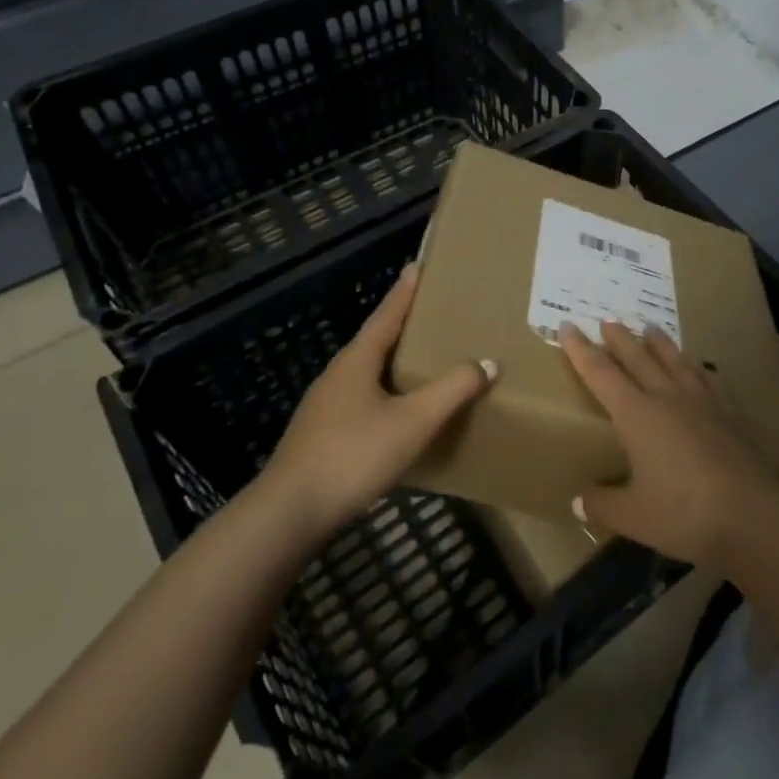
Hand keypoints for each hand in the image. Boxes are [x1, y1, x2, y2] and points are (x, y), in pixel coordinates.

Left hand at [261, 264, 495, 538]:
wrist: (290, 513)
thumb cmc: (353, 455)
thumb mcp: (413, 421)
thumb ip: (452, 390)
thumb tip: (487, 362)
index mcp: (357, 361)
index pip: (387, 314)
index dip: (405, 291)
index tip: (418, 265)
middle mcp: (339, 375)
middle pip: (376, 340)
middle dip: (403, 325)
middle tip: (434, 313)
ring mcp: (326, 405)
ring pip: (368, 372)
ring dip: (395, 362)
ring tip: (424, 361)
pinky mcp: (323, 434)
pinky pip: (363, 399)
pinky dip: (386, 393)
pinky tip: (399, 412)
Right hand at [561, 321, 778, 567]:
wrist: (752, 516)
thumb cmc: (683, 514)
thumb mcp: (633, 517)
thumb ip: (603, 504)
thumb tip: (579, 501)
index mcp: (636, 415)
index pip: (601, 374)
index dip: (582, 351)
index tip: (568, 326)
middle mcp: (667, 398)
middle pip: (638, 358)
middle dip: (619, 338)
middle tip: (607, 320)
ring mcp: (702, 402)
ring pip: (675, 361)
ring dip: (659, 343)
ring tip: (650, 328)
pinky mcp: (729, 413)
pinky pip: (709, 380)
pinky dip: (698, 368)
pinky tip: (700, 367)